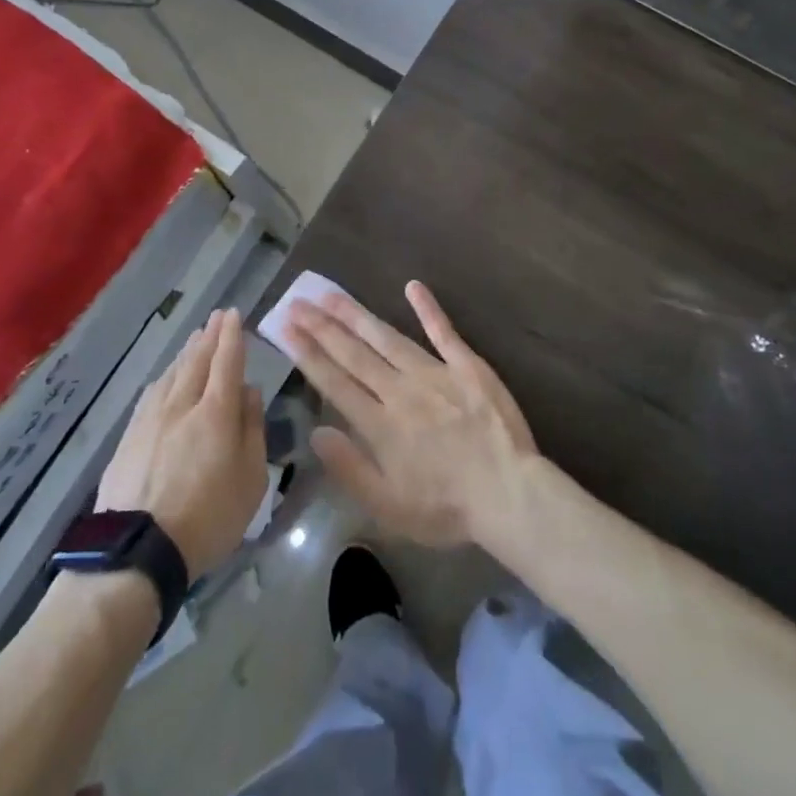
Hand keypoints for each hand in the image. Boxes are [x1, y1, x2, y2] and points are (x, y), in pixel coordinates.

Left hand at [97, 309, 266, 579]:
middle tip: (217, 316)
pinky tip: (165, 376)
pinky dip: (164, 377)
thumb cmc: (208, 518)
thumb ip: (252, 429)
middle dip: (210, 336)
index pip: (227, 362)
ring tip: (195, 338)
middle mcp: (182, 406)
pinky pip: (151, 394)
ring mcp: (151, 420)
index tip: (234, 314)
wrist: (136, 552)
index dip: (232, 337)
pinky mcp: (129, 438)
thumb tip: (248, 392)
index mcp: (216, 413)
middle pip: (197, 362)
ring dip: (187, 353)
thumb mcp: (251, 478)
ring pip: (172, 374)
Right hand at [285, 281, 538, 547]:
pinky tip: (412, 286)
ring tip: (332, 295)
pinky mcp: (467, 365)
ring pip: (388, 337)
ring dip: (358, 315)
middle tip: (298, 302)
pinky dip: (428, 308)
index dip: (308, 354)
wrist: (508, 493)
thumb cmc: (446, 509)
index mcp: (380, 425)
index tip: (287, 328)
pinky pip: (443, 331)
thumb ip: (350, 468)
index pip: (335, 383)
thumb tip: (316, 432)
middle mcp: (401, 391)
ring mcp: (435, 373)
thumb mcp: (388, 507)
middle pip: (355, 354)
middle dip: (323, 327)